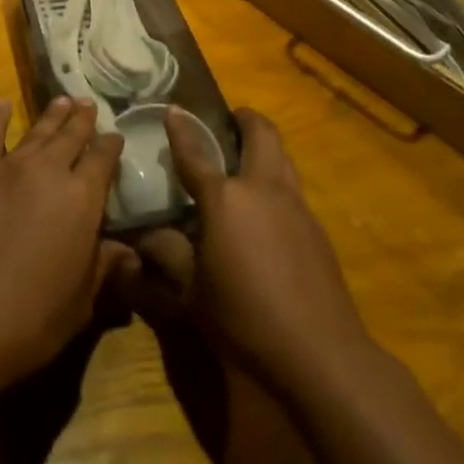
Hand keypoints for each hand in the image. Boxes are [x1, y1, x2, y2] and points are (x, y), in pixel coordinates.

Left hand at [0, 97, 136, 395]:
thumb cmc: (29, 321)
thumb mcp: (80, 302)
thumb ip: (103, 267)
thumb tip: (127, 251)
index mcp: (82, 199)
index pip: (103, 159)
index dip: (111, 145)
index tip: (115, 137)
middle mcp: (48, 172)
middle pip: (71, 136)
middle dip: (83, 119)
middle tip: (89, 105)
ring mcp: (7, 169)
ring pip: (37, 132)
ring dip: (53, 115)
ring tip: (63, 100)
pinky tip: (4, 105)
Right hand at [130, 108, 372, 400]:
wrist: (319, 354)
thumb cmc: (244, 320)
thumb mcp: (192, 293)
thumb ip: (168, 256)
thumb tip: (144, 237)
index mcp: (226, 200)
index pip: (196, 153)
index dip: (182, 129)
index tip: (174, 109)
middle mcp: (263, 189)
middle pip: (261, 133)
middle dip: (245, 119)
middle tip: (229, 121)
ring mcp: (296, 205)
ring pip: (283, 156)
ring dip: (265, 146)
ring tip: (246, 159)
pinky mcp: (317, 227)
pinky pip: (293, 187)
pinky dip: (277, 181)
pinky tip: (266, 210)